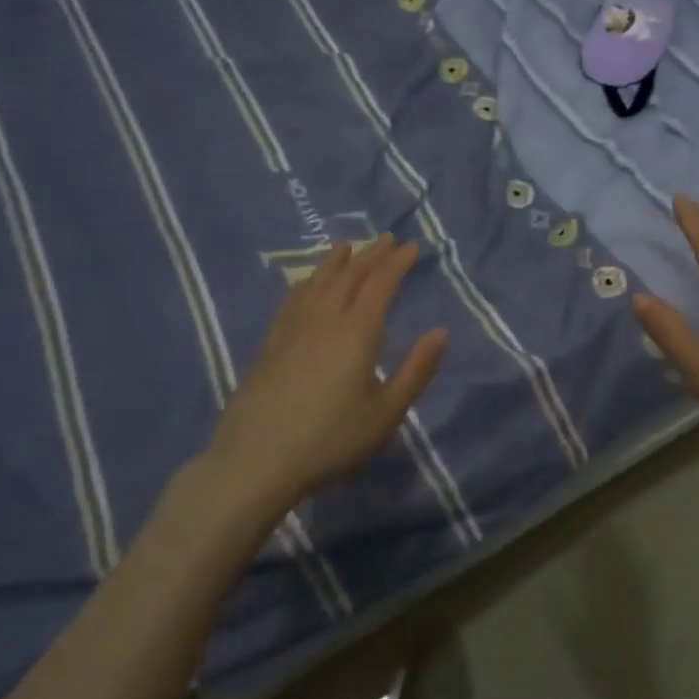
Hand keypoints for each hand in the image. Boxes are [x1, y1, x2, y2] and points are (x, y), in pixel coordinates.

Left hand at [207, 235, 446, 507]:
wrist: (256, 459)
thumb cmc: (331, 439)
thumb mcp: (386, 412)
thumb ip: (416, 370)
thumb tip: (441, 332)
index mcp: (357, 331)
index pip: (381, 283)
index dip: (397, 262)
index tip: (412, 247)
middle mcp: (325, 318)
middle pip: (350, 275)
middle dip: (372, 254)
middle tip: (387, 238)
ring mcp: (294, 327)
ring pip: (318, 281)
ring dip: (336, 261)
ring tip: (346, 246)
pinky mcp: (271, 342)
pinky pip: (293, 298)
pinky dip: (306, 281)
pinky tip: (306, 282)